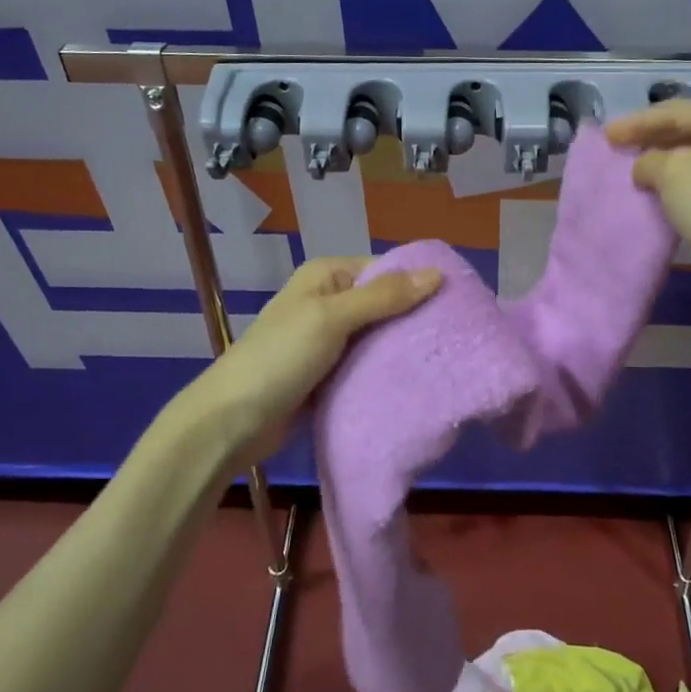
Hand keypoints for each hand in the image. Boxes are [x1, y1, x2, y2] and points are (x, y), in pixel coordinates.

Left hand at [186, 256, 443, 467]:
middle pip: (384, 303)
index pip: (385, 270)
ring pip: (379, 336)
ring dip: (403, 347)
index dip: (419, 283)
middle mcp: (330, 300)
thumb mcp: (332, 318)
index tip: (458, 304)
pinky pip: (368, 363)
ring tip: (447, 358)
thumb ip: (384, 297)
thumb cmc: (280, 358)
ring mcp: (329, 339)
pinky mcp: (330, 372)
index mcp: (327, 276)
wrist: (232, 421)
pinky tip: (417, 379)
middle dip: (415, 318)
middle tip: (457, 337)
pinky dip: (387, 369)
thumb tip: (437, 274)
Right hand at [606, 101, 690, 328]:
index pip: (675, 111)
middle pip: (687, 133)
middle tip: (617, 150)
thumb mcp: (673, 173)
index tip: (606, 136)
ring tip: (632, 174)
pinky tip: (656, 200)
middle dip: (650, 140)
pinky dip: (675, 190)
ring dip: (661, 166)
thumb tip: (646, 168)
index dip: (637, 122)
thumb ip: (649, 160)